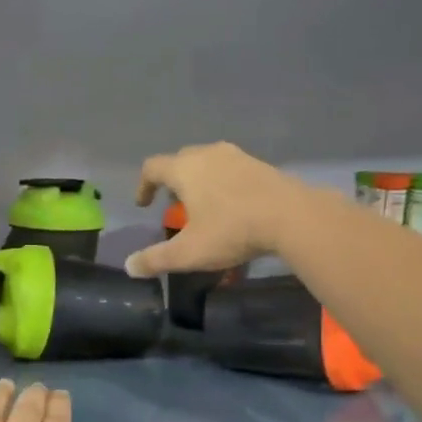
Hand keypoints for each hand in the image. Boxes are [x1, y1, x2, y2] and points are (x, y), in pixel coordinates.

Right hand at [124, 142, 309, 277]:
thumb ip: (156, 259)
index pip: (152, 167)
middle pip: (181, 160)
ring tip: (204, 207)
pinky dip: (224, 184)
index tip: (144, 204)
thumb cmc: (232, 230)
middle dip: (173, 182)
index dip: (143, 185)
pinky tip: (233, 207)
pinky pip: (232, 170)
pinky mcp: (261, 165)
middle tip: (174, 206)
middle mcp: (208, 154)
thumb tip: (129, 267)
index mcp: (185, 169)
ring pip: (208, 163)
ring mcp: (237, 157)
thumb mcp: (189, 253)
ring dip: (200, 181)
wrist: (292, 217)